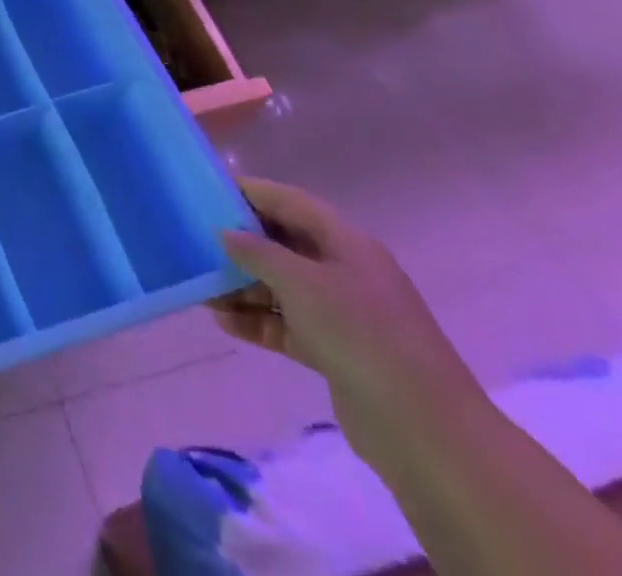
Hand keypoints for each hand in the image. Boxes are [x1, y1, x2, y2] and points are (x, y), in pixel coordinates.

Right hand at [213, 177, 486, 472]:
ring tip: (202, 289)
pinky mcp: (337, 353)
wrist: (425, 431)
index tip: (208, 190)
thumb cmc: (361, 335)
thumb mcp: (302, 282)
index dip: (250, 192)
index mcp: (346, 242)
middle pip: (284, 244)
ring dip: (243, 286)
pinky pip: (288, 325)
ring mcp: (344, 314)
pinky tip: (224, 323)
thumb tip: (225, 233)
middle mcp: (345, 271)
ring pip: (283, 287)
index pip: (290, 201)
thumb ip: (258, 252)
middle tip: (195, 241)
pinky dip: (258, 322)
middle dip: (241, 244)